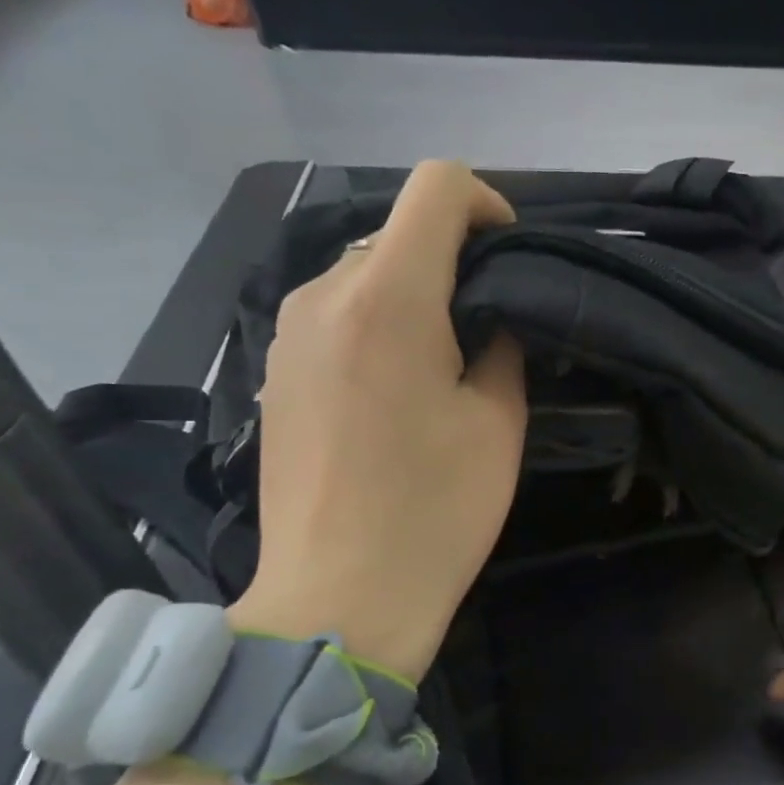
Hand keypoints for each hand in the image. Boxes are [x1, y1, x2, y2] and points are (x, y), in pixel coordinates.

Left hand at [228, 162, 526, 681]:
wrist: (339, 597)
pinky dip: (376, 324)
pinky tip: (395, 392)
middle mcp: (324, 296)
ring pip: (363, 274)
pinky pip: (335, 315)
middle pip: (398, 232)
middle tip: (489, 327)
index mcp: (390, 298)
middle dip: (452, 260)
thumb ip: (501, 345)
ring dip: (412, 295)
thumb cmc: (436, 510)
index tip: (510, 255)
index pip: (436, 187)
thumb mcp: (498, 422)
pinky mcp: (273, 371)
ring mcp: (287, 333)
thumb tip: (488, 319)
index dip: (486, 203)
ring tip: (444, 364)